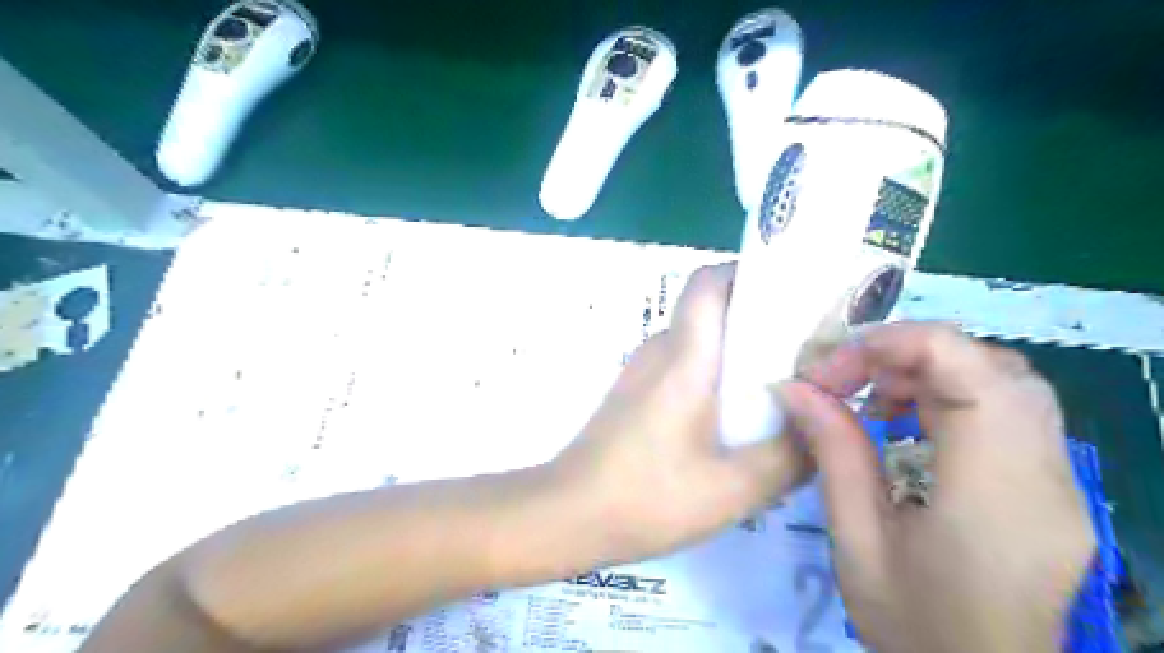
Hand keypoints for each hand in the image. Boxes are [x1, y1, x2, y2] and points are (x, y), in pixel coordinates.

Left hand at [552, 262, 810, 563]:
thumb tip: (826, 424)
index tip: (794, 295)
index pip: (709, 282)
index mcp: (684, 356)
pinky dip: (719, 377)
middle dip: (762, 319)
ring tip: (788, 388)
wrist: (567, 516)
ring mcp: (644, 372)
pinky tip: (740, 421)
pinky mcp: (638, 394)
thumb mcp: (733, 488)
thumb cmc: (646, 497)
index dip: (749, 274)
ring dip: (742, 354)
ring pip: (701, 341)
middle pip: (713, 310)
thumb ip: (790, 455)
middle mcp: (661, 351)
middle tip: (810, 351)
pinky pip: (686, 367)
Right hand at [776, 321, 1098, 651]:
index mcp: (992, 490)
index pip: (965, 367)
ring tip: (876, 401)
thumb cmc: (913, 624)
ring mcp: (1061, 479)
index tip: (830, 372)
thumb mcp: (856, 540)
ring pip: (1006, 380)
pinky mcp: (1054, 486)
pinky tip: (911, 424)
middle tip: (849, 382)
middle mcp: (1045, 473)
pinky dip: (954, 395)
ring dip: (932, 372)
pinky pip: (1011, 409)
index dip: (892, 345)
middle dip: (907, 355)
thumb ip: (833, 452)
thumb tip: (794, 387)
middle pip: (991, 364)